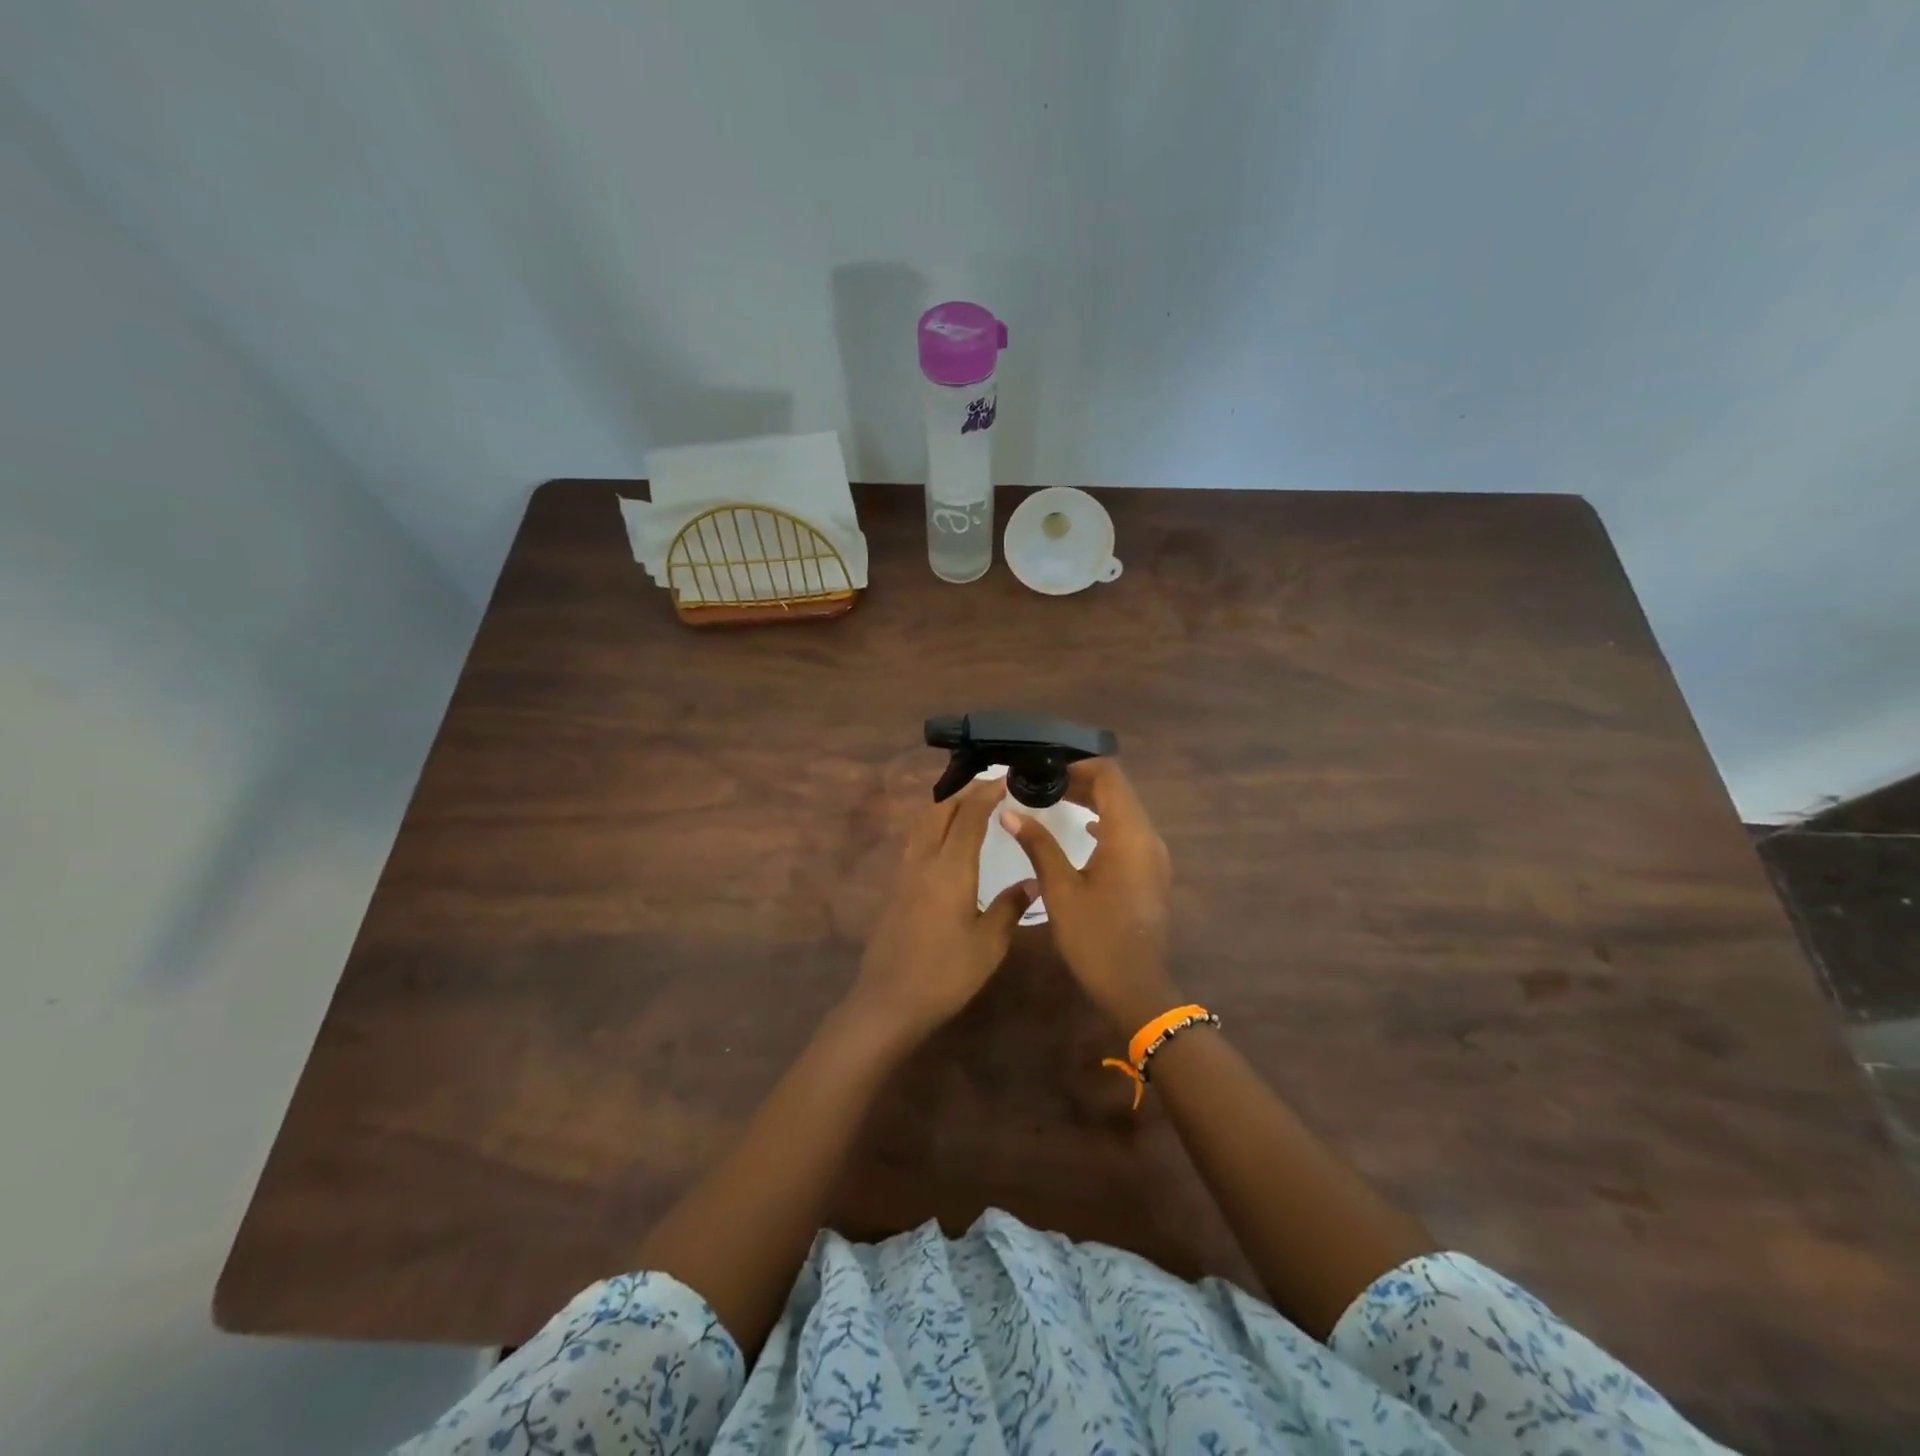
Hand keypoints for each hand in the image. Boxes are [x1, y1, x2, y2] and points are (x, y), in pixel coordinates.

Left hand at [850, 777, 1036, 1044]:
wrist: (889, 1001)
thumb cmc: (945, 973)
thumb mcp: (989, 944)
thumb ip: (1010, 907)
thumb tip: (1033, 879)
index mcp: (951, 869)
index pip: (969, 816)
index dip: (986, 793)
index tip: (1005, 779)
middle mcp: (924, 862)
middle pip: (939, 811)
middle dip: (963, 793)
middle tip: (988, 787)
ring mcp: (904, 875)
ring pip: (922, 825)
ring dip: (944, 807)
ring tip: (967, 806)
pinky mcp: (895, 890)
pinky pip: (915, 843)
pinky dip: (933, 827)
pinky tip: (945, 843)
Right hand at [1001, 759, 1178, 1032]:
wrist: (1135, 987)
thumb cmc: (1095, 937)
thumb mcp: (1060, 889)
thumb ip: (1038, 845)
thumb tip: (1010, 812)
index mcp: (1128, 834)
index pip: (1109, 776)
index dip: (1078, 764)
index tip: (1045, 767)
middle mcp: (1147, 837)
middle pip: (1118, 791)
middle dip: (1082, 781)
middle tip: (1043, 782)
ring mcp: (1153, 855)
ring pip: (1125, 811)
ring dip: (1093, 801)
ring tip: (1055, 800)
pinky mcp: (1151, 871)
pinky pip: (1129, 832)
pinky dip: (1105, 823)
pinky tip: (1082, 829)